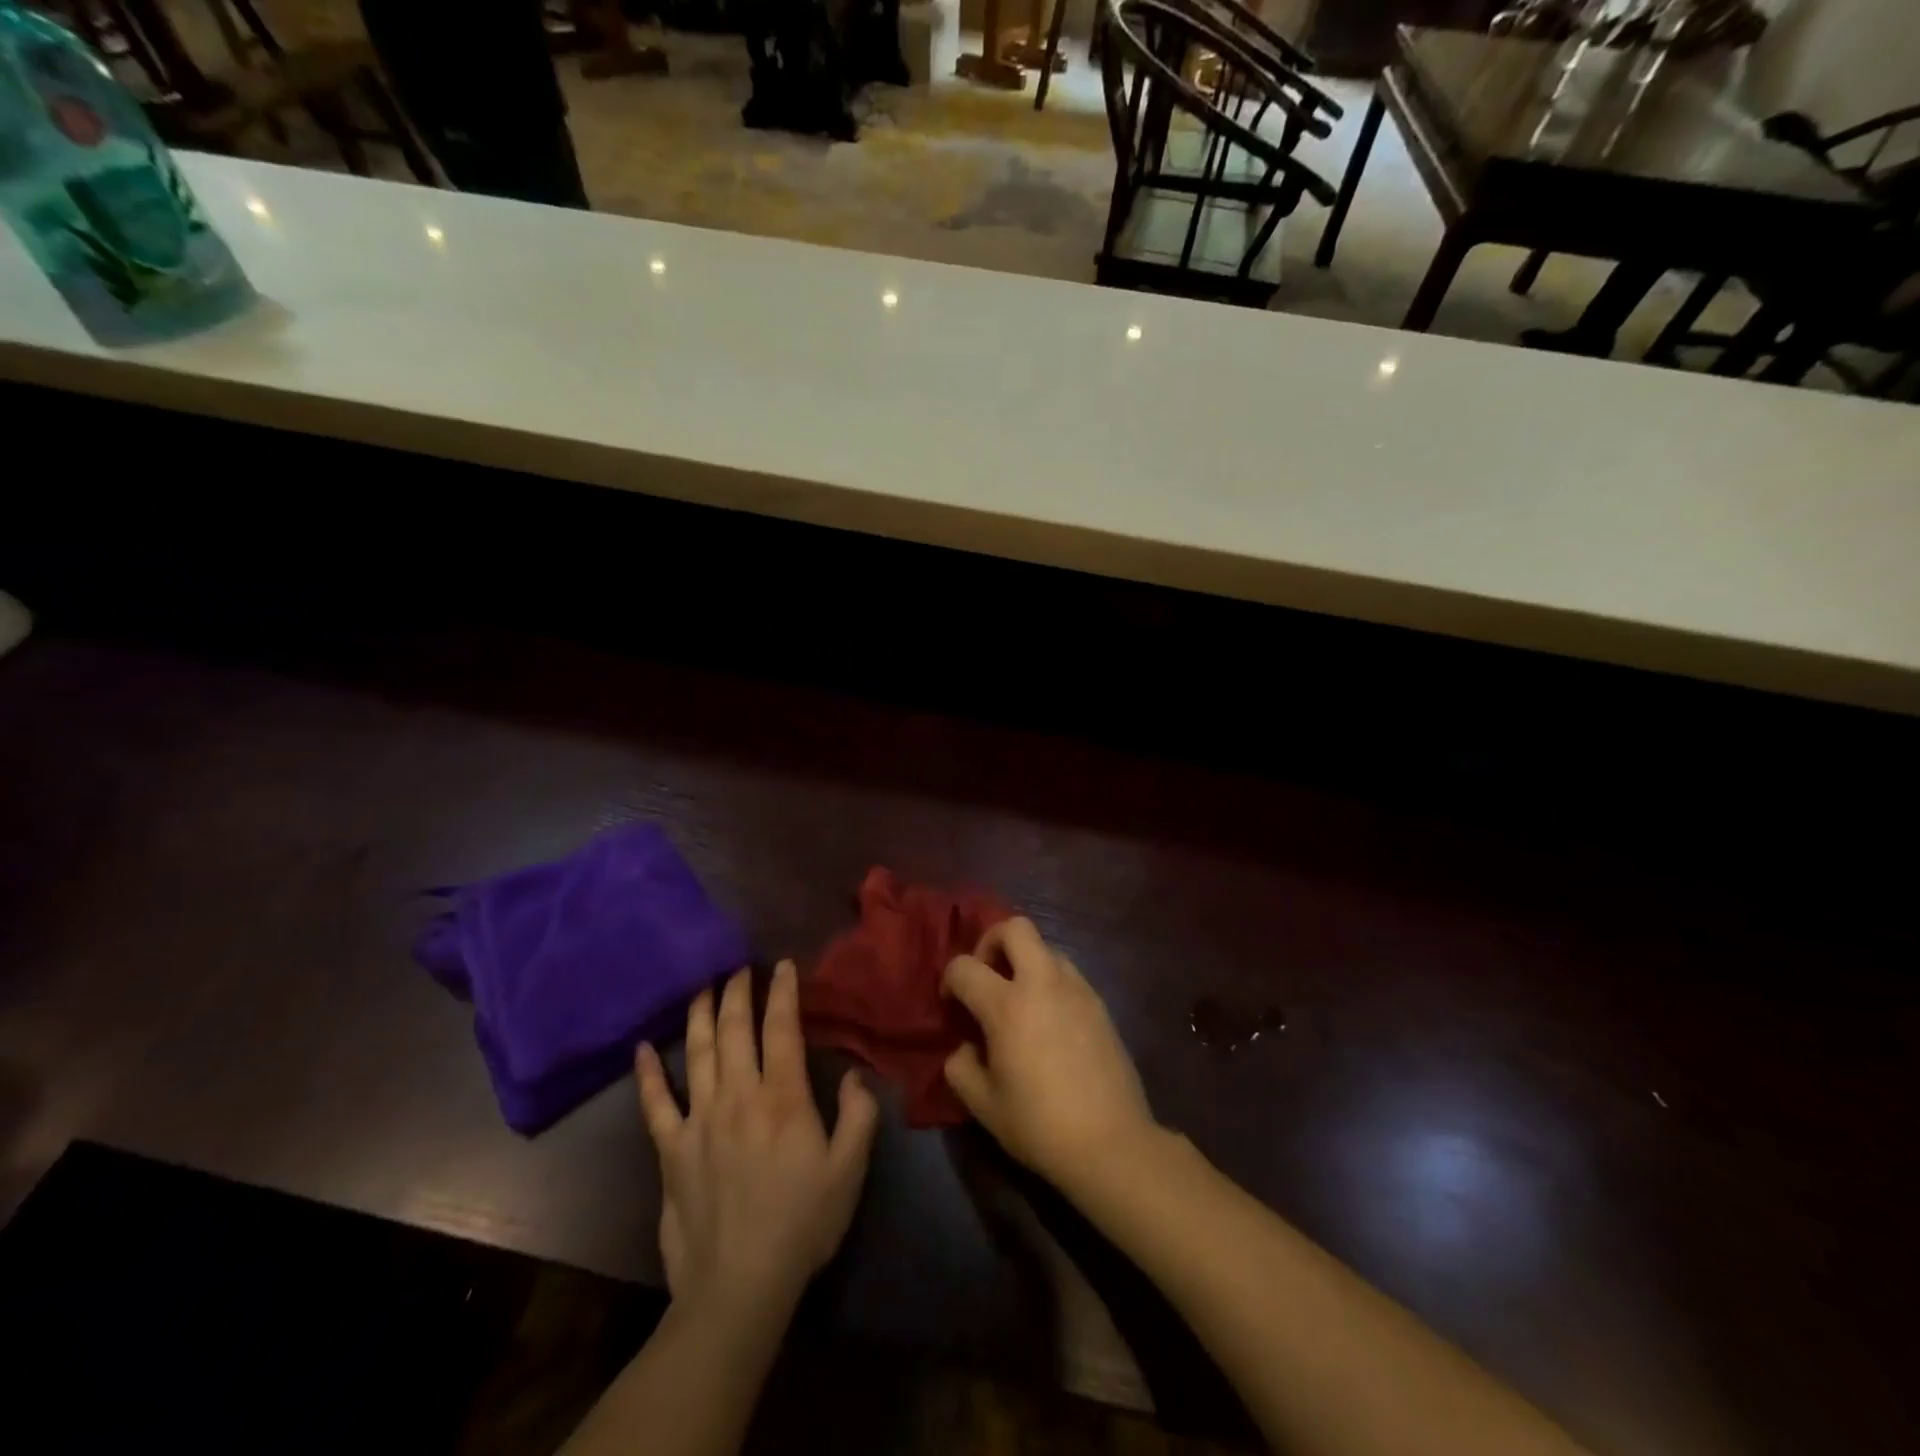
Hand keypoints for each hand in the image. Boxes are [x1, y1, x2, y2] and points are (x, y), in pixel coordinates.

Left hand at [636, 962, 878, 1315]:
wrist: (738, 1287)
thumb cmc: (802, 1224)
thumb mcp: (849, 1171)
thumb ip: (859, 1116)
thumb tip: (854, 1074)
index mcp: (783, 1098)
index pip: (782, 1029)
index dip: (783, 992)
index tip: (783, 964)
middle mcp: (738, 1096)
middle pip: (735, 1029)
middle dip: (738, 991)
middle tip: (739, 967)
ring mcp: (699, 1120)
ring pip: (696, 1052)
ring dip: (699, 1015)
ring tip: (701, 987)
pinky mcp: (670, 1150)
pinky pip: (655, 1103)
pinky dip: (647, 1074)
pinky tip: (641, 1049)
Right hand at [942, 918, 1156, 1189]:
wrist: (1111, 1143)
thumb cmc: (1039, 1125)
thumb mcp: (983, 1105)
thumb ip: (960, 1067)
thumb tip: (966, 1046)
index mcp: (1007, 1005)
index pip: (964, 966)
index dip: (950, 980)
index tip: (952, 1005)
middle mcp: (1042, 983)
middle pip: (1015, 927)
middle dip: (992, 941)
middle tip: (987, 976)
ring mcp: (1076, 989)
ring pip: (1045, 947)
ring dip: (1025, 960)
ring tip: (1019, 999)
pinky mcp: (1099, 1002)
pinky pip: (1067, 972)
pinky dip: (1050, 981)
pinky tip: (1049, 1019)